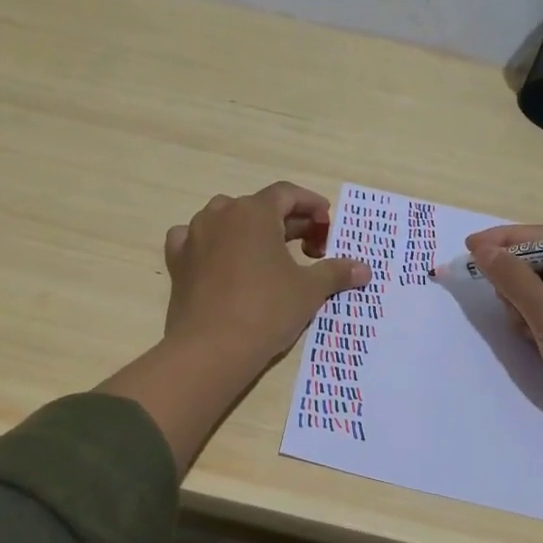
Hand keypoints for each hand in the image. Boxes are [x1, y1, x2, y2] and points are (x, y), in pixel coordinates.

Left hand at [164, 182, 371, 369]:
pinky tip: (221, 260)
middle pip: (259, 207)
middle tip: (310, 248)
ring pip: (226, 220)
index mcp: (255, 212)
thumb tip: (364, 269)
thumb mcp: (309, 290)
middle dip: (287, 223)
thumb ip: (336, 272)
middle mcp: (221, 214)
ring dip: (250, 231)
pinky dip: (212, 244)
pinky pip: (195, 239)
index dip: (311, 205)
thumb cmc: (266, 309)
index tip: (327, 223)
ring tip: (269, 255)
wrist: (211, 348)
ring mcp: (194, 235)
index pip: (287, 194)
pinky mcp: (178, 261)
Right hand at [466, 224, 542, 447]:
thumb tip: (482, 248)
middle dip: (517, 284)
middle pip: (540, 265)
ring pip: (540, 293)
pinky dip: (535, 325)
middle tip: (508, 306)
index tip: (469, 247)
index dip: (504, 240)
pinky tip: (534, 344)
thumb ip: (513, 278)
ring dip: (524, 309)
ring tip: (527, 332)